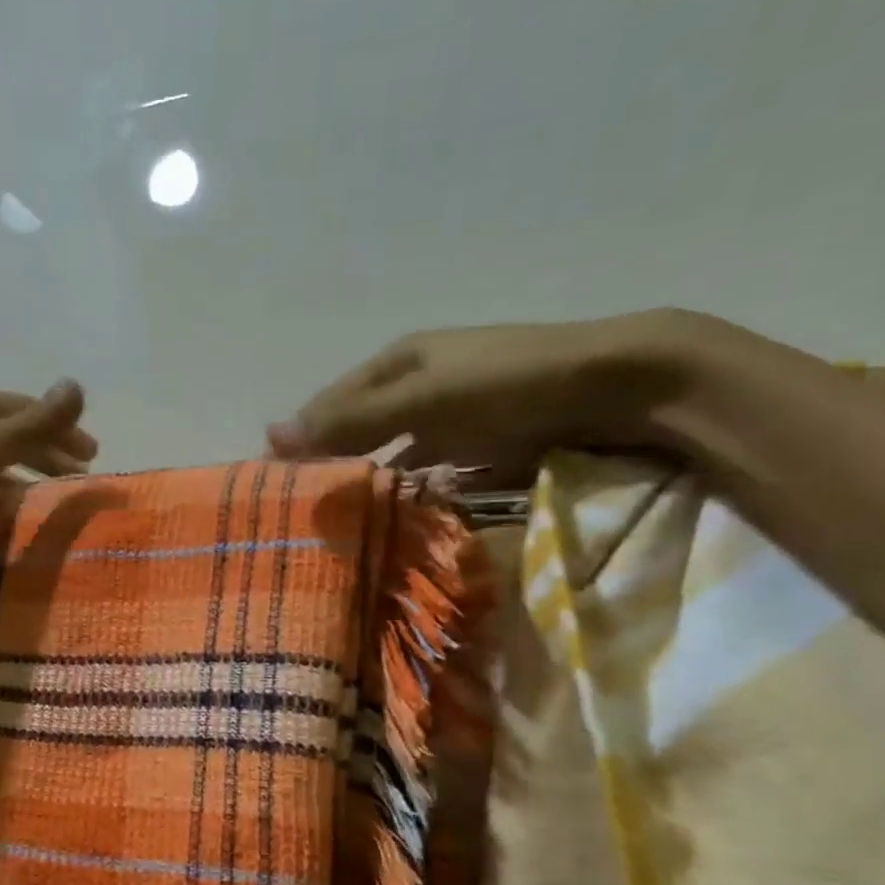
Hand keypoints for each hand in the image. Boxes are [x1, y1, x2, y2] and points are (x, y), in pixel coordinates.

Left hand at [0, 380, 96, 568]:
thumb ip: (28, 425)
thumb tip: (78, 386)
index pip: (24, 412)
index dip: (60, 430)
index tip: (93, 455)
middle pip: (8, 440)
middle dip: (44, 456)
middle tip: (78, 479)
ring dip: (18, 486)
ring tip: (48, 507)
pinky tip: (4, 529)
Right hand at [267, 309, 705, 476]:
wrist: (614, 385)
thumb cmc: (508, 383)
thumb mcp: (422, 398)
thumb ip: (352, 420)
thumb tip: (271, 434)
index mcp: (396, 361)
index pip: (330, 404)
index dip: (301, 439)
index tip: (272, 483)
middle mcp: (416, 386)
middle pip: (357, 429)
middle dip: (330, 465)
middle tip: (301, 512)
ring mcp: (448, 417)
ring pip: (389, 455)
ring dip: (367, 483)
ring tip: (337, 524)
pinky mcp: (477, 445)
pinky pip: (427, 472)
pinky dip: (408, 493)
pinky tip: (392, 517)